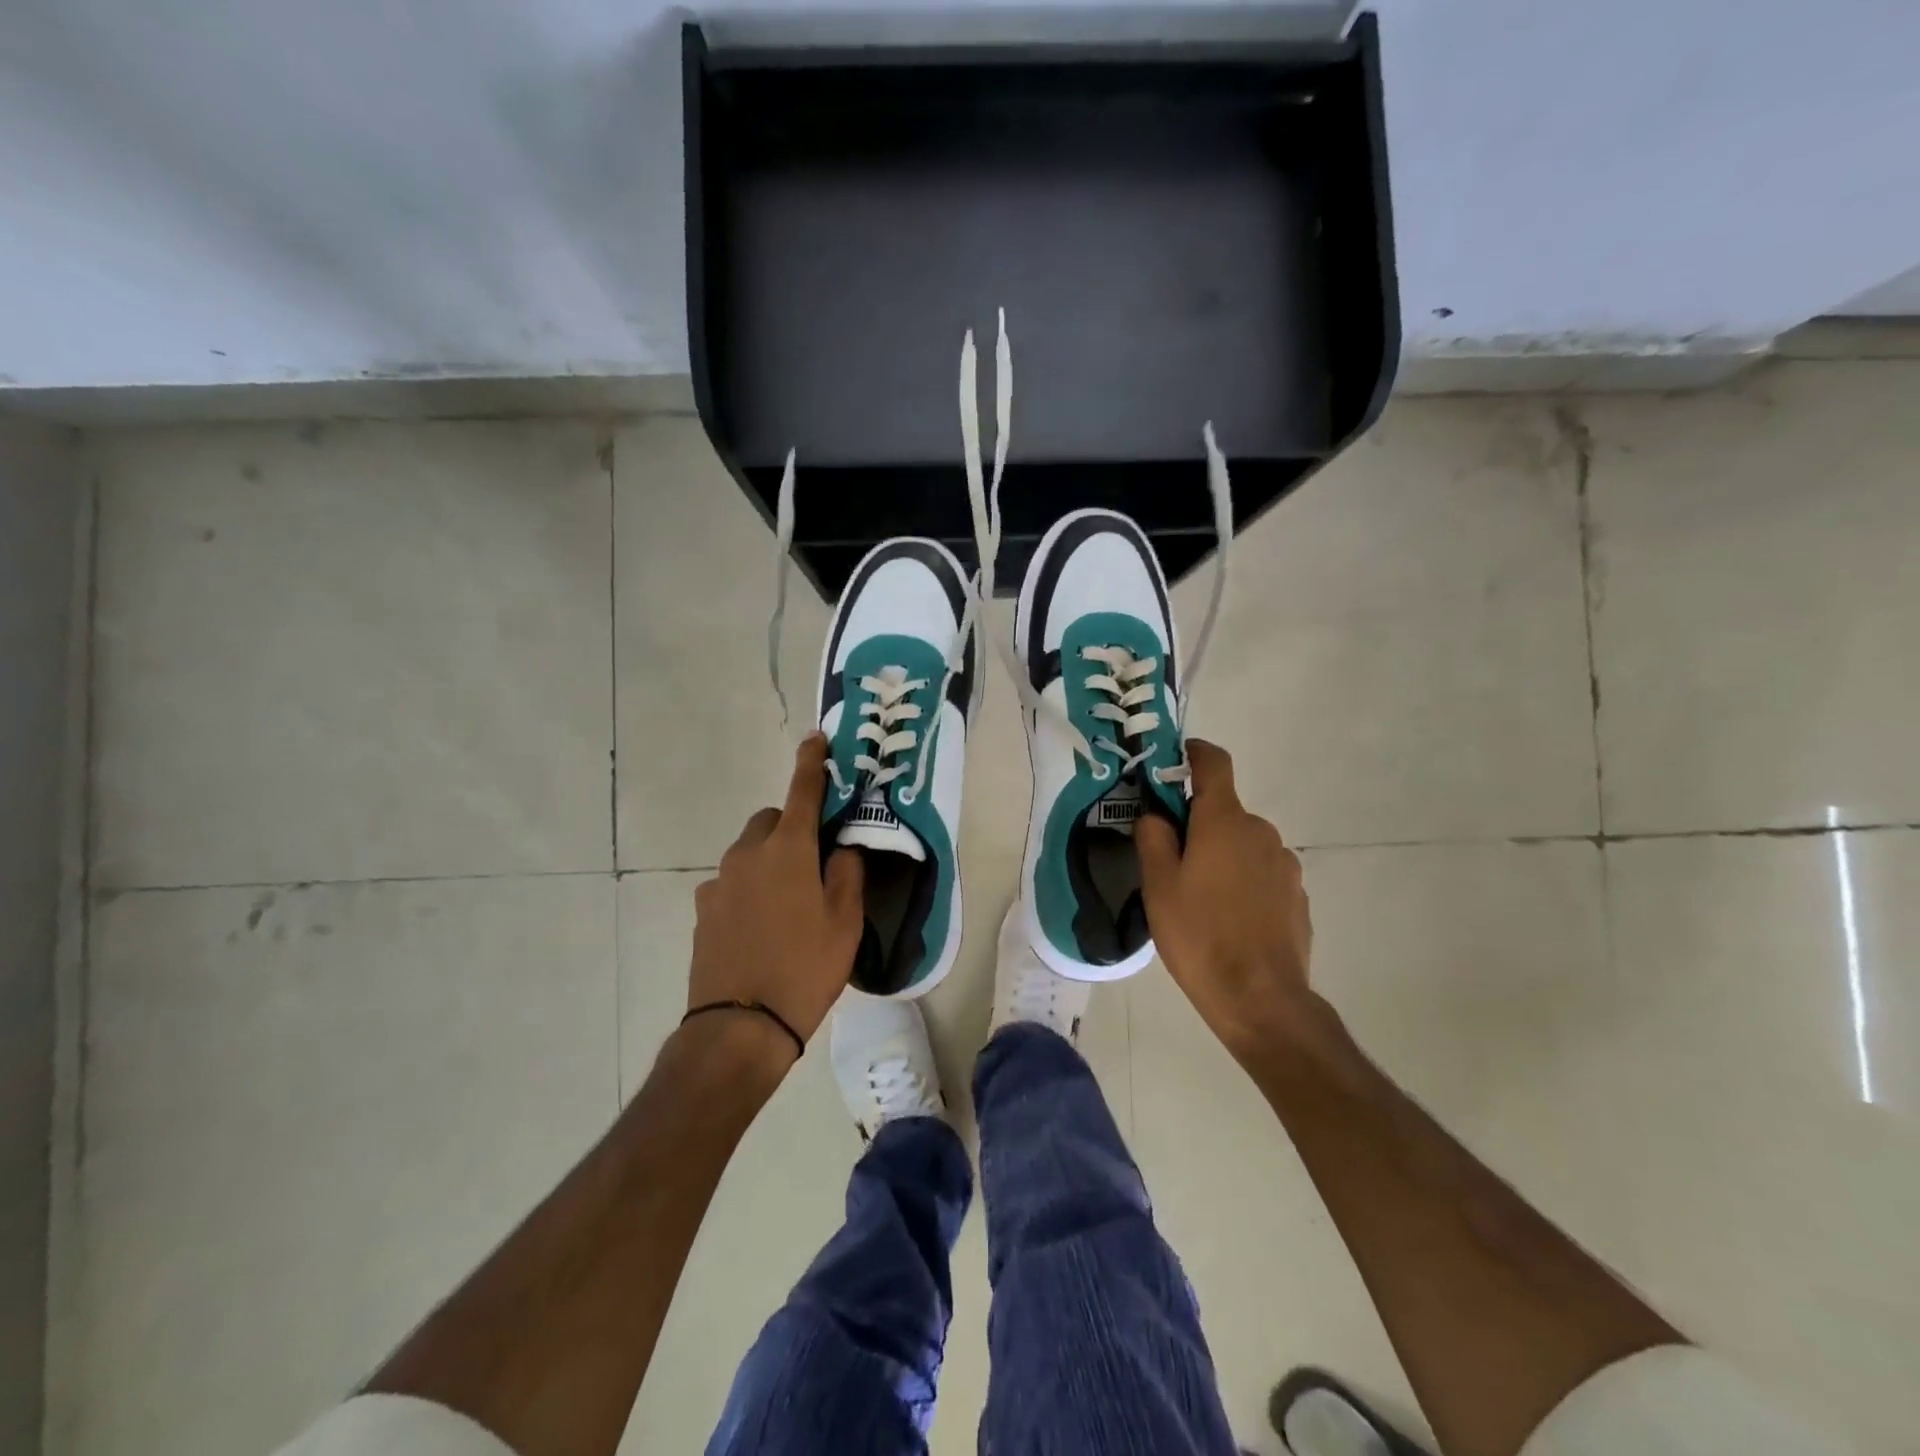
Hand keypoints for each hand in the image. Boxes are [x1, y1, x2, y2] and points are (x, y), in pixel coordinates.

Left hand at [689, 735, 865, 1059]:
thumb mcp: (845, 922)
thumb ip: (847, 873)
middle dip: (791, 827)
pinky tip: (761, 926)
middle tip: (814, 862)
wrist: (739, 1027)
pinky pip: (732, 882)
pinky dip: (749, 887)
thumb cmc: (804, 969)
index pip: (802, 792)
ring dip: (769, 860)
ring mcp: (719, 882)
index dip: (811, 764)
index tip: (815, 739)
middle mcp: (748, 854)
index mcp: (788, 850)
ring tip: (788, 903)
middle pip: (771, 821)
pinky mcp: (703, 909)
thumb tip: (841, 847)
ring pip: (749, 852)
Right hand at [1136, 740, 1313, 1064]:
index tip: (1172, 761)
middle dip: (1198, 826)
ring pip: (1243, 845)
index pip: (1214, 762)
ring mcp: (1285, 864)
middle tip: (1171, 865)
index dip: (1192, 753)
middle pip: (1224, 812)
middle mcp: (1261, 832)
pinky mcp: (1297, 896)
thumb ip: (1153, 838)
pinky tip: (1229, 921)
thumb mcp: (1159, 886)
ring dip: (1221, 857)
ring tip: (1200, 902)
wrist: (1261, 999)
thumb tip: (1156, 814)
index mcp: (1225, 821)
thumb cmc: (1200, 936)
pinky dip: (1243, 883)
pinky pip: (1262, 874)